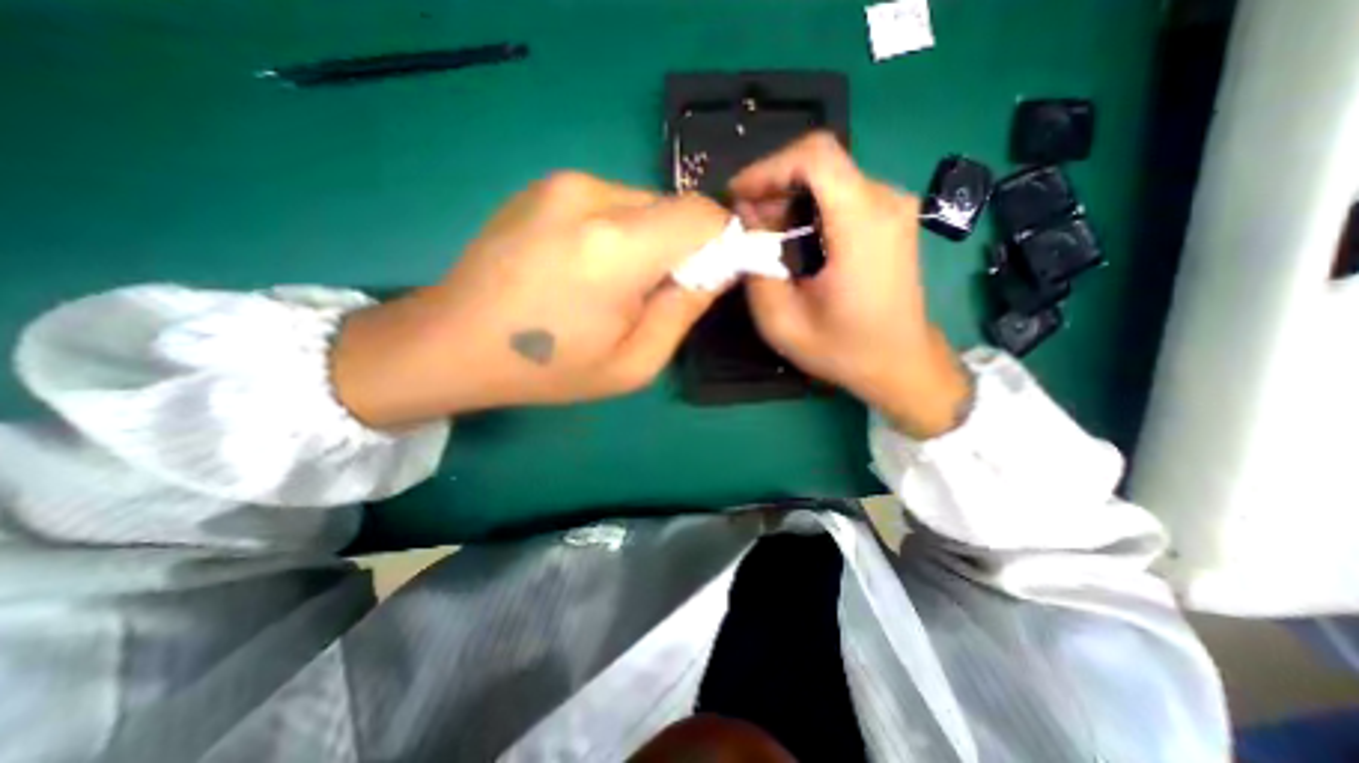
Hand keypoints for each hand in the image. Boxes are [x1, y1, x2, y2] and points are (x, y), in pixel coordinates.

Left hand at [333, 170, 727, 429]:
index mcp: (616, 248)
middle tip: (653, 293)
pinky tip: (585, 266)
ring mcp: (561, 183)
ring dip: (648, 240)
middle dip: (681, 247)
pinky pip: (610, 202)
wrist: (453, 343)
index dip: (722, 243)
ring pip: (643, 203)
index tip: (710, 277)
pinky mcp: (544, 184)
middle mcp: (590, 196)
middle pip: (674, 207)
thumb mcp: (634, 362)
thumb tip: (717, 270)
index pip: (703, 216)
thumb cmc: (549, 367)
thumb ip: (684, 309)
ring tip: (613, 284)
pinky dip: (619, 231)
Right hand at [726, 135, 969, 436]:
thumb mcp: (783, 321)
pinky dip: (807, 206)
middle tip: (744, 222)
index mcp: (862, 225)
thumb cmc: (843, 349)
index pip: (815, 156)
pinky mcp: (890, 217)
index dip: (768, 168)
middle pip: (820, 162)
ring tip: (762, 233)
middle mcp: (885, 202)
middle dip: (773, 184)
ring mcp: (893, 207)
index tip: (736, 197)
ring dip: (787, 197)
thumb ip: (756, 267)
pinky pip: (841, 192)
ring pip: (828, 175)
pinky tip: (791, 237)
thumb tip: (745, 222)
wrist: (900, 363)